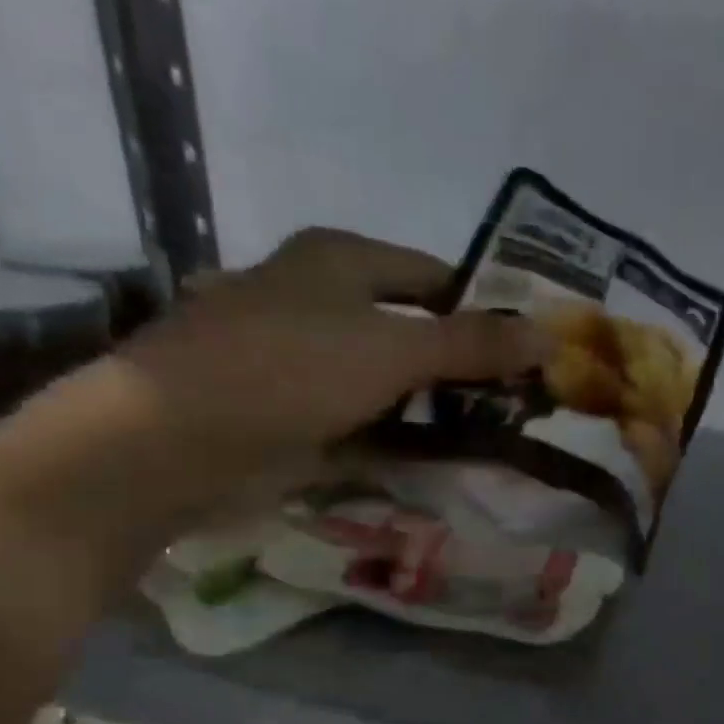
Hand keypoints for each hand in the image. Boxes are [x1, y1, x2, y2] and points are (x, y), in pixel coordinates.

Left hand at [118, 228, 551, 497]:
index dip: (484, 308)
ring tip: (489, 439)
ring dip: (432, 410)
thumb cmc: (288, 369)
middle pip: (411, 329)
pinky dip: (394, 439)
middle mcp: (318, 301)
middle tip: (518, 404)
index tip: (529, 349)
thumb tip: (550, 334)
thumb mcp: (392, 349)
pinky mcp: (289, 413)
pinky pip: (359, 421)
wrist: (173, 441)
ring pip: (387, 381)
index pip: (434, 274)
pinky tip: (433, 463)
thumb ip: (471, 345)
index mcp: (339, 260)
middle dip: (462, 367)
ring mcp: (300, 360)